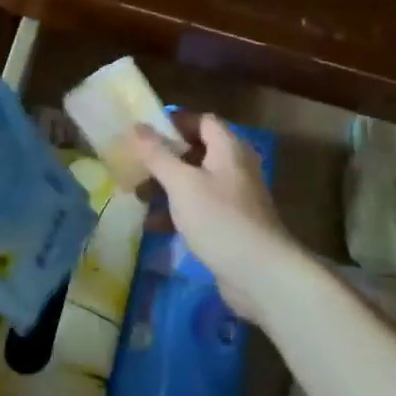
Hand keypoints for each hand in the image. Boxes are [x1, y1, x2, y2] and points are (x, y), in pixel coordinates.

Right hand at [129, 113, 302, 326]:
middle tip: (135, 167)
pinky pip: (200, 209)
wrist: (260, 275)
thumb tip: (137, 126)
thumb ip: (157, 154)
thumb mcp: (182, 183)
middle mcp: (235, 167)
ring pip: (195, 182)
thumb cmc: (219, 219)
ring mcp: (235, 198)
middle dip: (164, 159)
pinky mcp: (230, 225)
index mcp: (228, 148)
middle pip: (196, 152)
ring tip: (138, 197)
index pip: (202, 121)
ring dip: (167, 188)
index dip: (174, 123)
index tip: (145, 133)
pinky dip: (178, 212)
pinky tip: (154, 226)